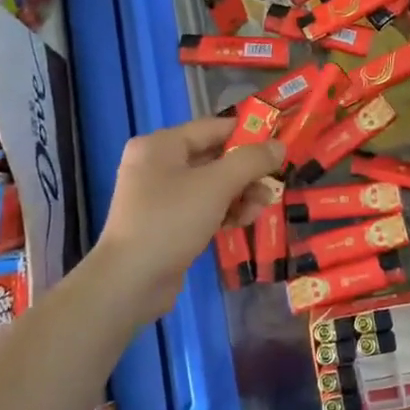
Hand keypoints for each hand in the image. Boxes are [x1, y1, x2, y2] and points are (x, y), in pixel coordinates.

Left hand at [92, 117, 282, 319]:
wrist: (130, 282)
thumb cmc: (171, 220)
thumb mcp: (216, 185)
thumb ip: (251, 161)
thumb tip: (279, 146)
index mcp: (160, 145)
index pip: (213, 128)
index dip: (248, 134)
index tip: (278, 146)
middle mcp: (156, 164)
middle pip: (213, 158)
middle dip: (246, 172)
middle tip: (273, 183)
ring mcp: (158, 196)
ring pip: (210, 185)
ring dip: (239, 194)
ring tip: (260, 208)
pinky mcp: (165, 223)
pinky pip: (201, 207)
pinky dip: (223, 211)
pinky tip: (242, 222)